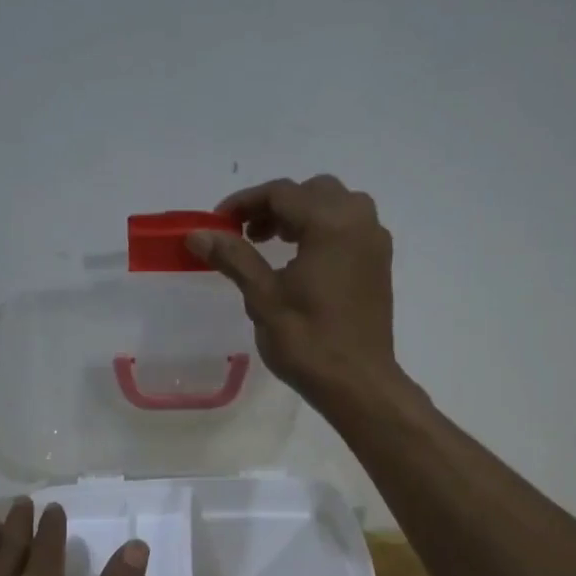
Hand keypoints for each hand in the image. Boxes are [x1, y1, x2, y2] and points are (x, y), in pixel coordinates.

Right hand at [186, 175, 398, 404]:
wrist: (358, 383)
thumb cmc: (308, 342)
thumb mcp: (263, 297)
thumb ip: (233, 257)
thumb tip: (197, 234)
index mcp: (331, 223)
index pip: (281, 194)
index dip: (244, 203)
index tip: (217, 224)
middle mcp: (359, 221)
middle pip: (311, 192)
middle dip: (274, 206)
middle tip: (244, 234)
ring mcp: (374, 241)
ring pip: (333, 206)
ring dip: (299, 215)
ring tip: (269, 244)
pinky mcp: (379, 263)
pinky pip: (348, 227)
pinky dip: (321, 230)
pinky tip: (299, 261)